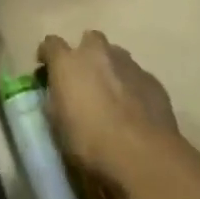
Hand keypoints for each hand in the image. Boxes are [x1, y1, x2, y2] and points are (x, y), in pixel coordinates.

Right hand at [37, 30, 177, 183]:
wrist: (144, 158)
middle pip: (90, 40)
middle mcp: (98, 53)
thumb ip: (56, 102)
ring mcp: (128, 64)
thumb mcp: (58, 127)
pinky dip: (132, 87)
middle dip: (87, 55)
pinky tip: (135, 111)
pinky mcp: (152, 80)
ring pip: (116, 56)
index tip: (47, 70)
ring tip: (112, 97)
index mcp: (68, 62)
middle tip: (86, 80)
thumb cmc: (91, 144)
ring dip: (111, 69)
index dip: (48, 56)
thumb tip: (58, 95)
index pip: (51, 44)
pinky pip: (137, 77)